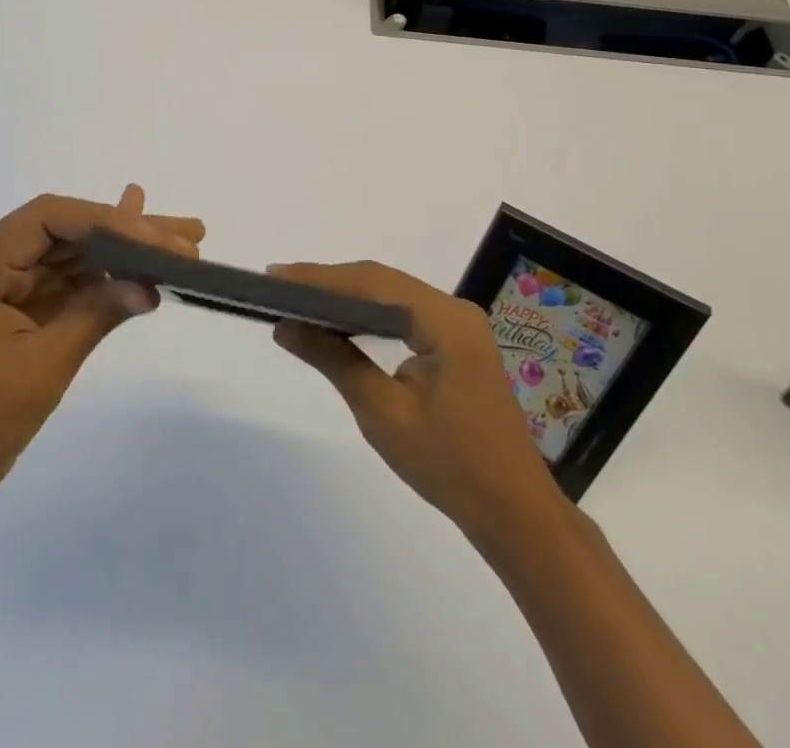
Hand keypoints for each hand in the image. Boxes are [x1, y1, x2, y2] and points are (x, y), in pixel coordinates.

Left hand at [0, 187, 203, 527]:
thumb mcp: (41, 366)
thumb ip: (95, 315)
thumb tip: (150, 284)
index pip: (46, 219)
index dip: (104, 220)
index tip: (154, 237)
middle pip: (66, 233)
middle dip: (127, 231)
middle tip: (186, 233)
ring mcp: (6, 290)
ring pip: (73, 257)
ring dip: (124, 252)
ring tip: (183, 244)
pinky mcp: (21, 313)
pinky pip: (68, 285)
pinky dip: (106, 279)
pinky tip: (143, 267)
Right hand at [269, 261, 558, 533]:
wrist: (514, 512)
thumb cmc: (449, 466)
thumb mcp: (382, 413)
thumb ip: (334, 360)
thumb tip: (286, 325)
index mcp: (445, 320)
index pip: (372, 283)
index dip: (321, 277)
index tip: (275, 276)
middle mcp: (455, 309)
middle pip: (383, 282)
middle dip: (330, 282)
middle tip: (279, 285)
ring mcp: (460, 325)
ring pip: (393, 295)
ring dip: (348, 295)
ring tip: (300, 298)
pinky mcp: (458, 343)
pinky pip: (405, 313)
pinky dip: (370, 313)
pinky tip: (342, 321)